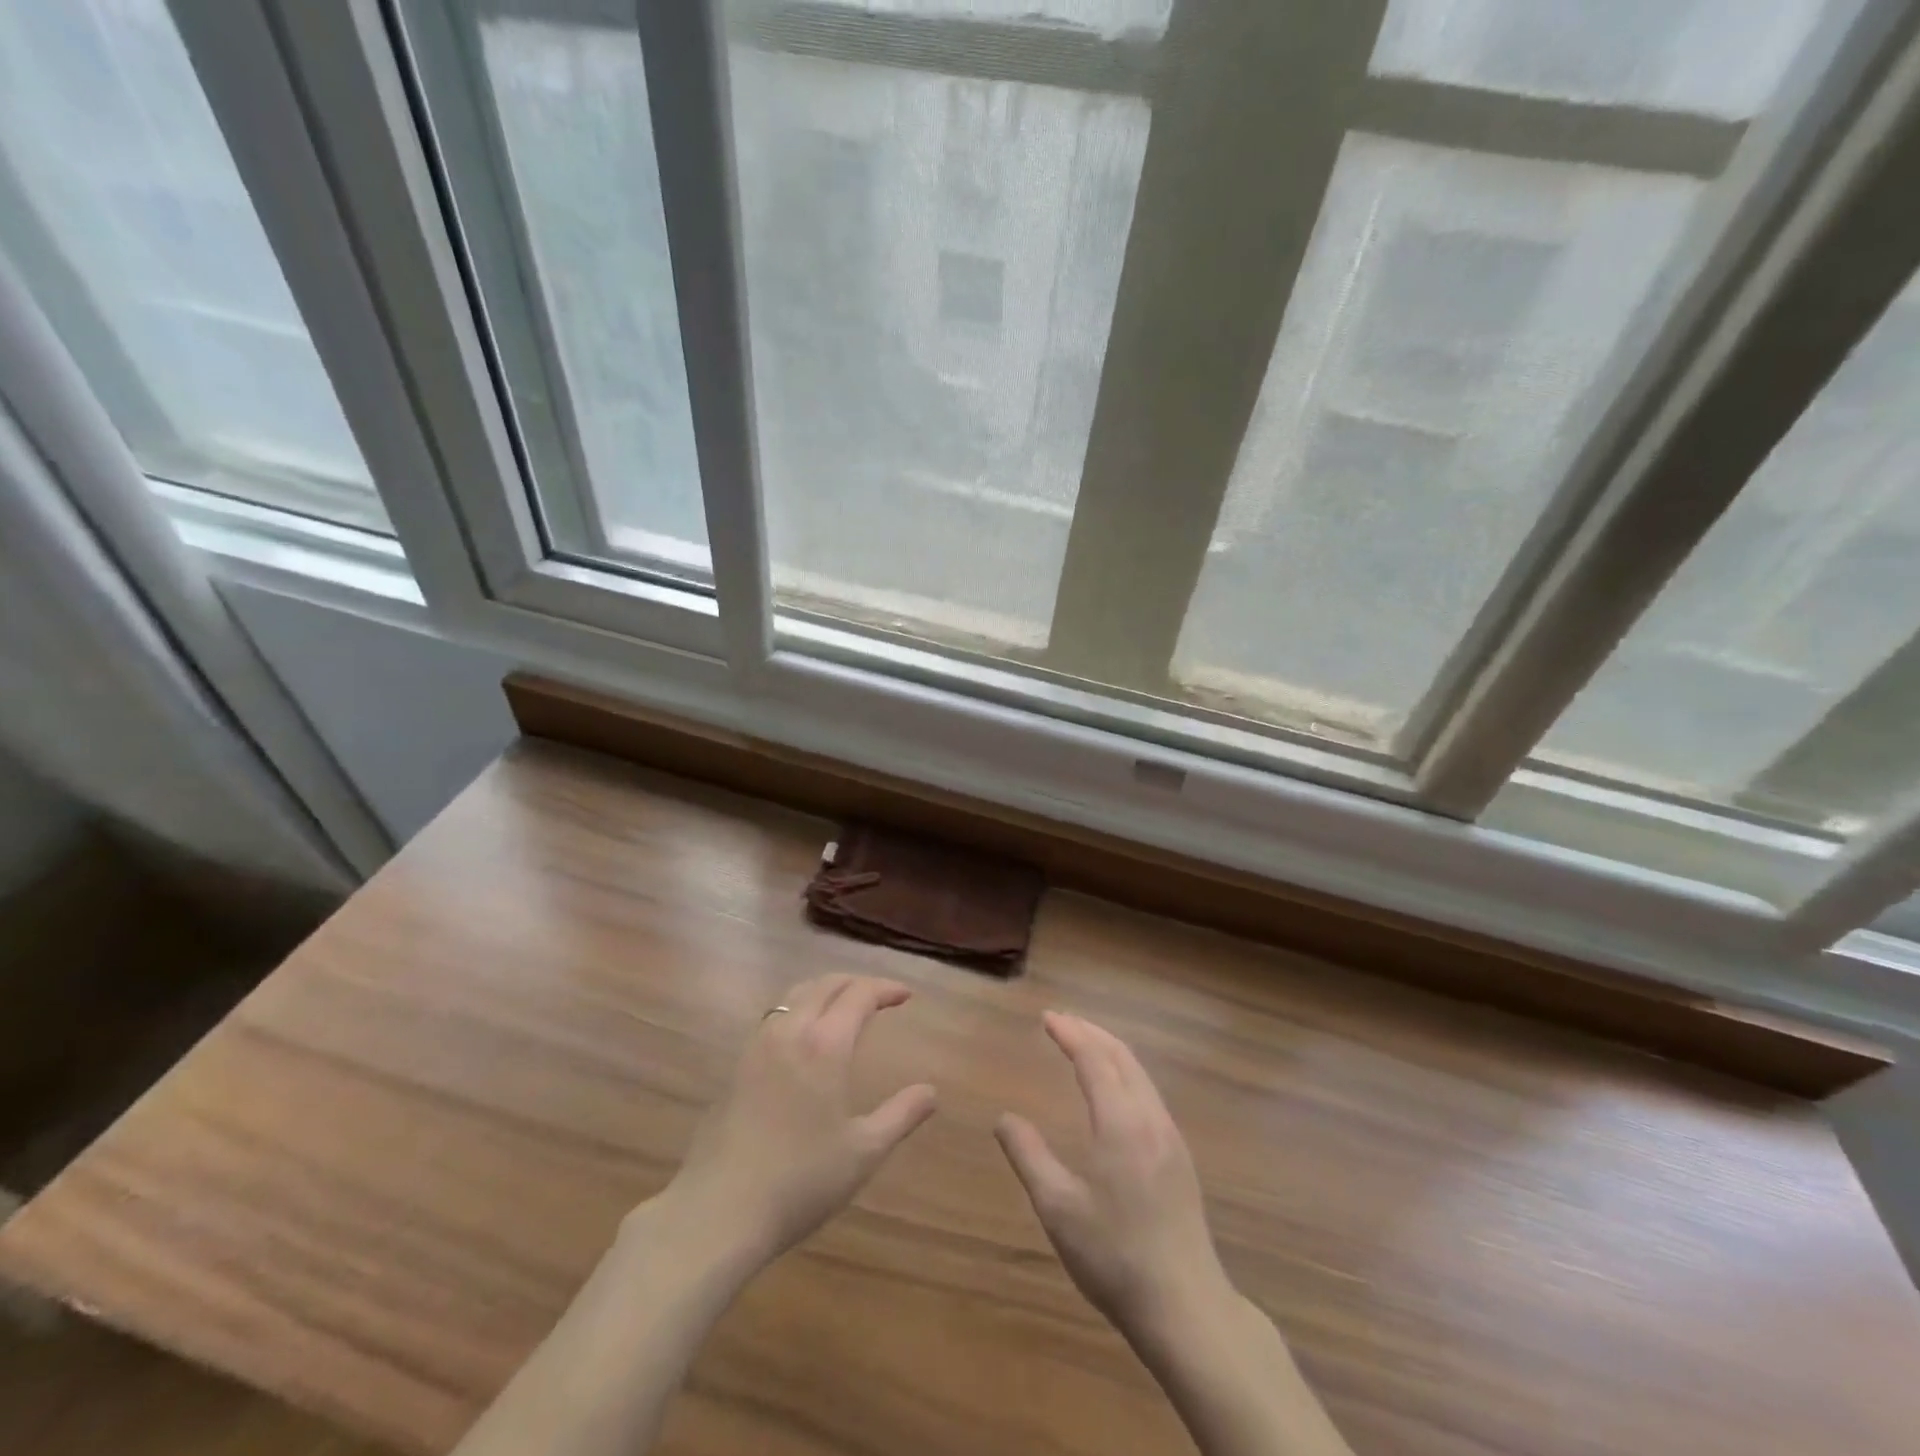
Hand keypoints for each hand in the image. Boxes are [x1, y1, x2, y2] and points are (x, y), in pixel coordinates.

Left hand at [659, 974, 936, 1268]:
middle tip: (878, 995)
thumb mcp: (863, 1152)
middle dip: (855, 982)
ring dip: (823, 990)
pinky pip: (773, 1017)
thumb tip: (932, 1091)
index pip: (859, 995)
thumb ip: (901, 1116)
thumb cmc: (800, 1181)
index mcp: (825, 1045)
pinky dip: (797, 1009)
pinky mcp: (736, 1067)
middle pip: (824, 984)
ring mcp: (757, 1046)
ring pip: (794, 996)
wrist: (719, 1211)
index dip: (885, 989)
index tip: (906, 995)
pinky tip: (802, 1038)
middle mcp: (790, 1032)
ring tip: (842, 1006)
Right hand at [996, 1012, 1230, 1339]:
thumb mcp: (1058, 1208)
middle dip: (1090, 1032)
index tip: (1046, 1018)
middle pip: (1121, 1057)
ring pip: (1140, 1074)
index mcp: (1121, 1123)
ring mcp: (1170, 1137)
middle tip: (1061, 1021)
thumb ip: (1029, 1156)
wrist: (1186, 1307)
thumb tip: (1004, 1118)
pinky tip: (1114, 1089)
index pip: (1094, 1059)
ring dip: (1110, 1050)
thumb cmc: (1115, 1256)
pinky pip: (1149, 1093)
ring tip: (1083, 1044)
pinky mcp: (1180, 1157)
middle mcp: (1150, 1118)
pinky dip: (1125, 1072)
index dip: (1070, 1033)